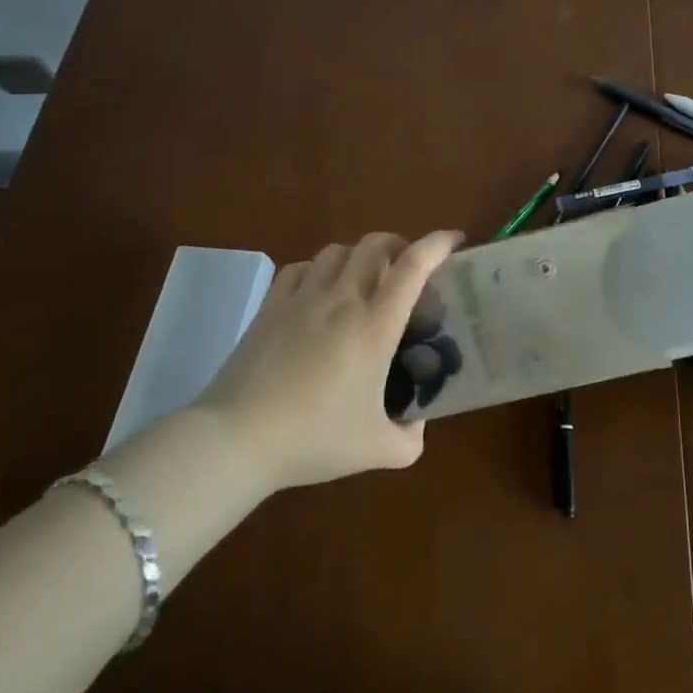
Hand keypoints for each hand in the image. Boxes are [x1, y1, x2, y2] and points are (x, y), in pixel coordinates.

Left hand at [196, 230, 462, 494]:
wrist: (236, 440)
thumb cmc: (312, 439)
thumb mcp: (375, 451)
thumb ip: (409, 440)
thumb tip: (418, 426)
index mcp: (375, 325)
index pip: (414, 265)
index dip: (439, 243)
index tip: (456, 242)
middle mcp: (343, 299)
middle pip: (376, 243)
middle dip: (400, 244)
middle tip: (407, 268)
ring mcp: (302, 298)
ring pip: (338, 250)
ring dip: (359, 255)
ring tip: (363, 278)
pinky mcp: (270, 306)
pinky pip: (300, 268)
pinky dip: (317, 269)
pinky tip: (318, 290)